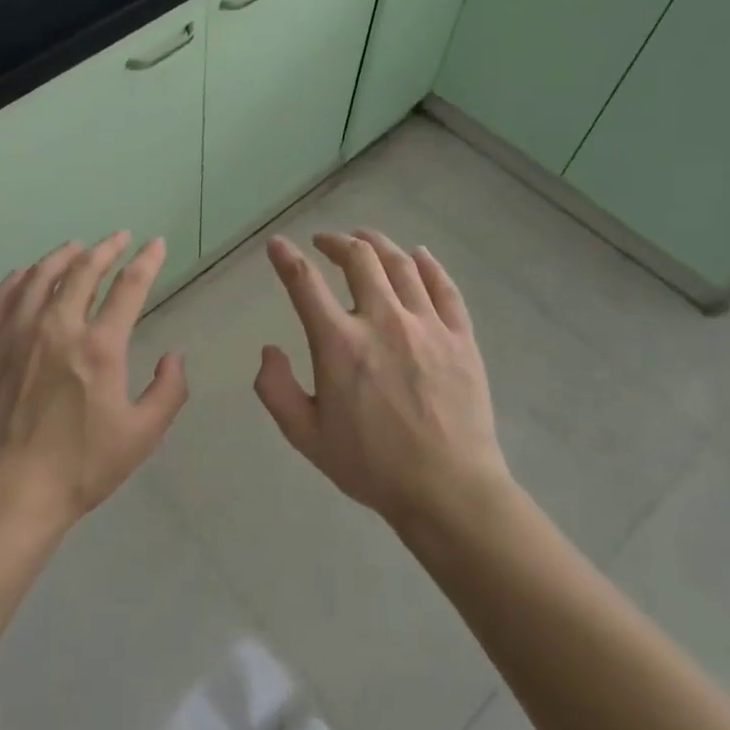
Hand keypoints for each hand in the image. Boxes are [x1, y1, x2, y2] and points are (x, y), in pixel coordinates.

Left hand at [0, 232, 188, 533]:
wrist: (7, 493)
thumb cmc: (79, 468)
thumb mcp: (141, 436)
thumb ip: (168, 391)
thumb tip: (174, 356)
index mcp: (99, 347)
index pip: (129, 287)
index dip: (147, 260)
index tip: (155, 244)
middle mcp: (56, 327)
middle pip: (83, 270)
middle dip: (106, 248)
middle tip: (117, 237)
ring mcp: (15, 333)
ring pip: (40, 276)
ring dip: (63, 255)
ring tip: (75, 247)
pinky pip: (1, 297)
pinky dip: (18, 278)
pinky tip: (26, 274)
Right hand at [254, 229, 511, 530]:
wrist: (448, 489)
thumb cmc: (371, 465)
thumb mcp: (305, 436)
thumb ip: (276, 389)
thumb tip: (269, 351)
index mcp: (339, 344)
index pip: (305, 283)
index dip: (286, 258)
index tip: (277, 245)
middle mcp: (382, 320)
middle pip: (358, 259)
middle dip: (336, 241)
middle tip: (325, 242)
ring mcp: (426, 325)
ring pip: (401, 264)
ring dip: (377, 244)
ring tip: (364, 239)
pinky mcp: (460, 337)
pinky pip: (444, 287)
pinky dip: (429, 264)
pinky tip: (419, 256)